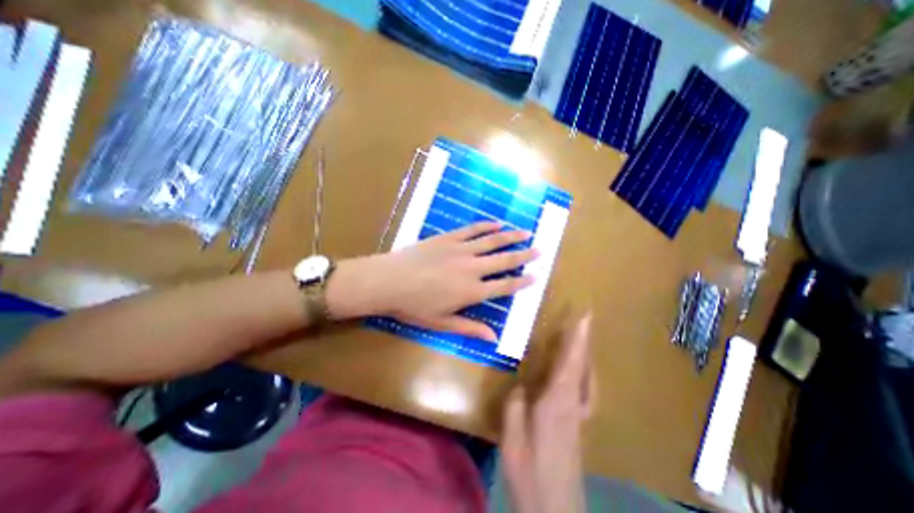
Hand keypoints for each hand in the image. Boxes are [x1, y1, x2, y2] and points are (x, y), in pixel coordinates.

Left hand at [330, 220, 536, 340]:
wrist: (389, 281)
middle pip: (504, 260)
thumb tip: (493, 337)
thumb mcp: (442, 323)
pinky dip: (486, 226)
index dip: (521, 282)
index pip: (504, 286)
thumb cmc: (414, 306)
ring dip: (511, 237)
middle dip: (524, 255)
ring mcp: (461, 250)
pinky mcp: (449, 238)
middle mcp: (472, 268)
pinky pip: (472, 230)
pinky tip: (497, 223)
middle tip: (539, 250)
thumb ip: (469, 328)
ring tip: (526, 232)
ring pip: (492, 241)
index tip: (535, 276)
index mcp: (472, 291)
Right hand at [499, 314, 592, 512]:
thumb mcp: (513, 435)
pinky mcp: (578, 425)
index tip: (585, 316)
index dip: (577, 338)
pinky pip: (585, 389)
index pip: (570, 361)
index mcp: (557, 401)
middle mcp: (573, 403)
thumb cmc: (529, 469)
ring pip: (587, 377)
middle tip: (585, 320)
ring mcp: (579, 415)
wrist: (554, 510)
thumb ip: (516, 404)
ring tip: (581, 339)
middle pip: (583, 365)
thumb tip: (521, 384)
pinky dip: (584, 373)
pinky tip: (578, 374)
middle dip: (584, 341)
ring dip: (585, 354)